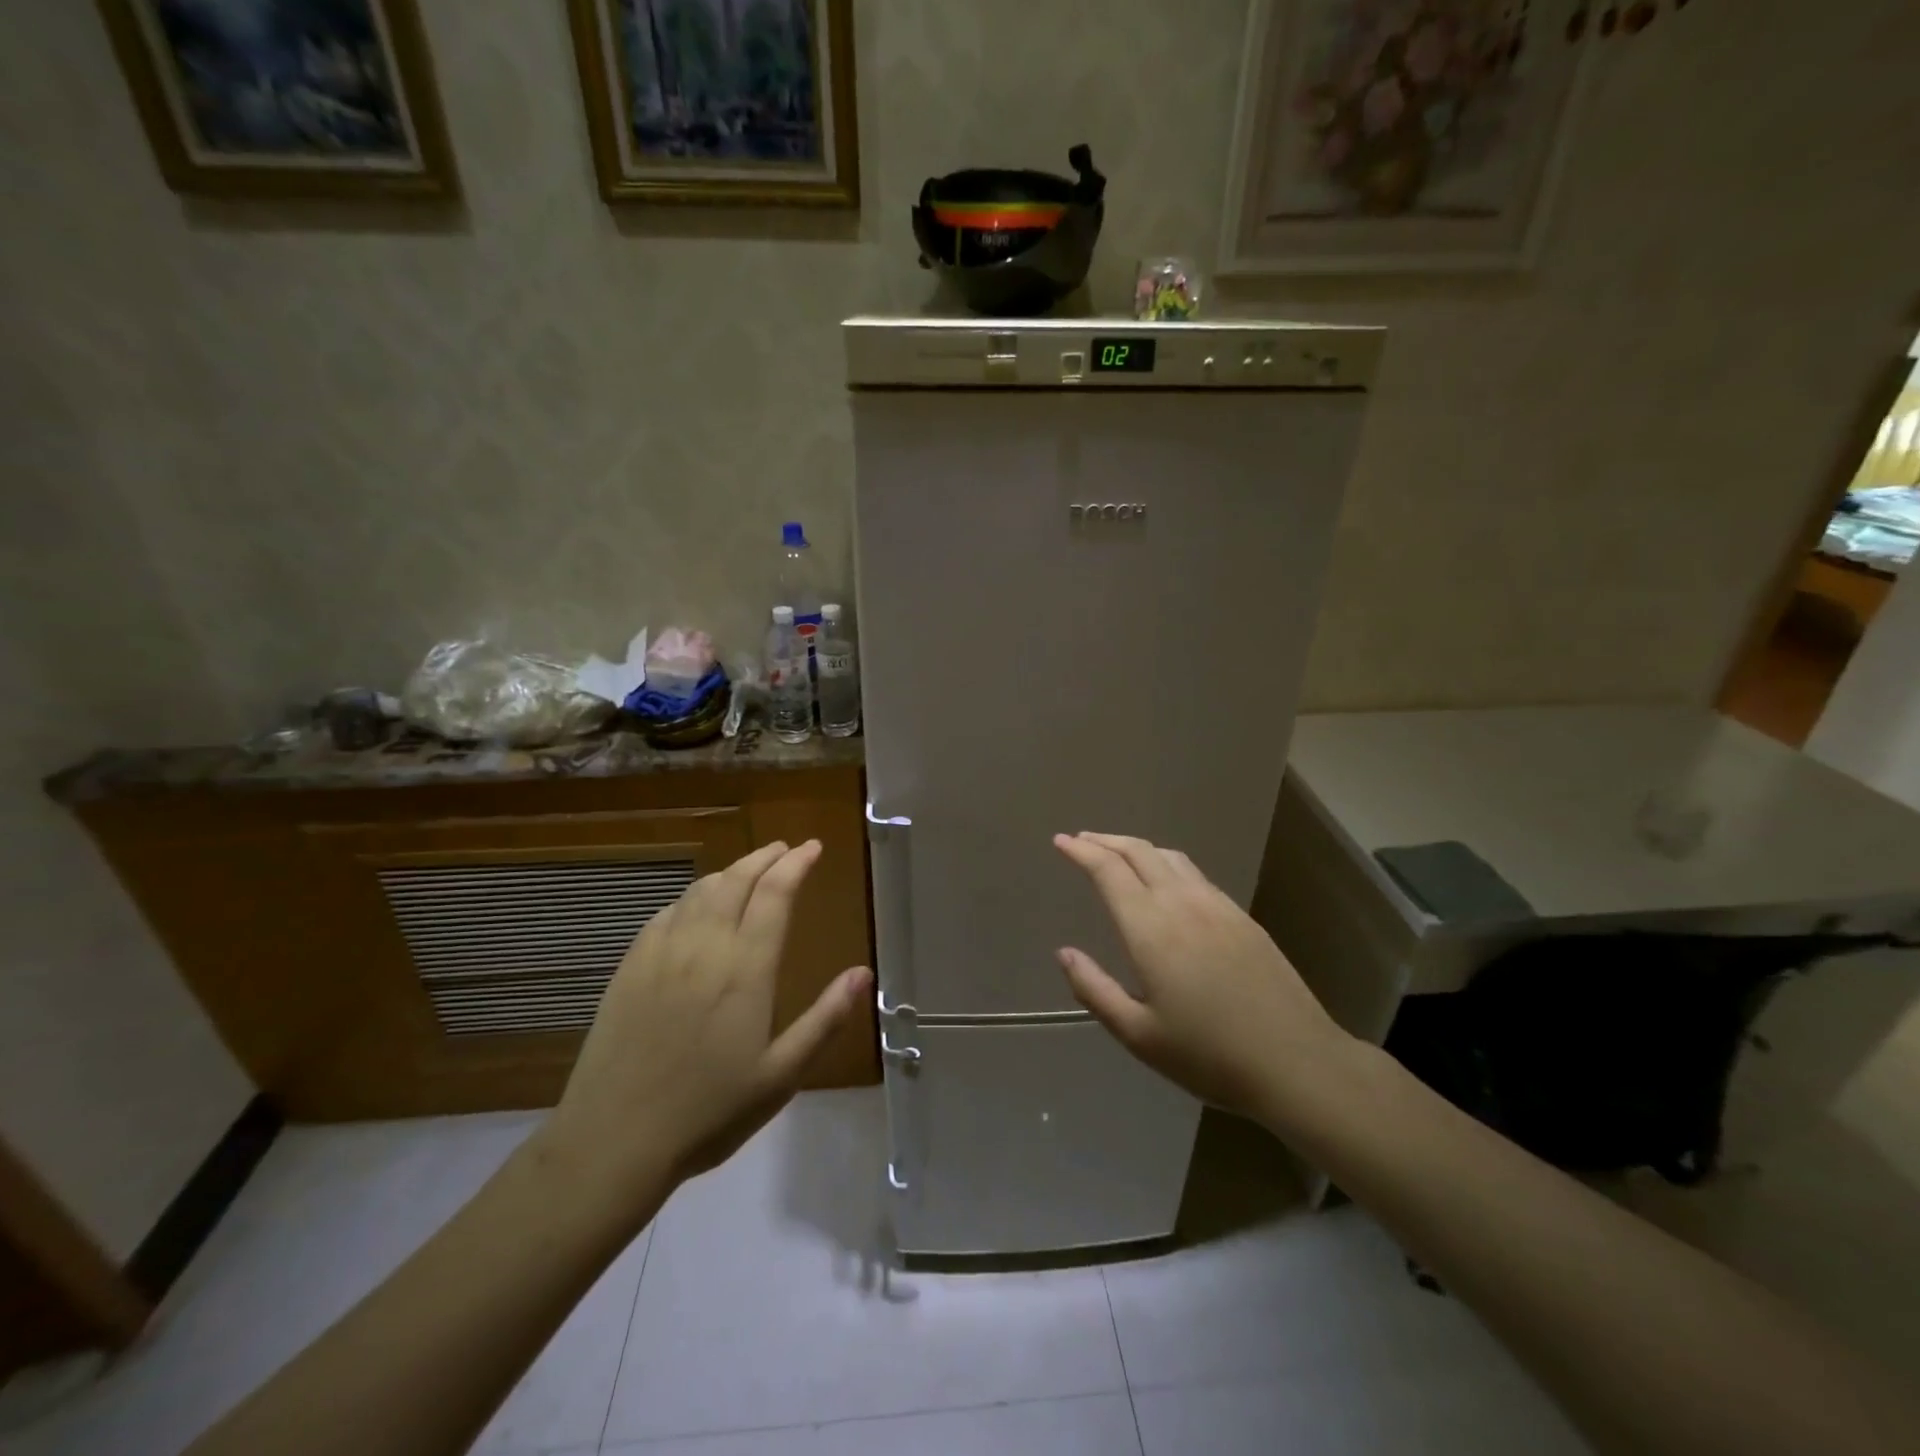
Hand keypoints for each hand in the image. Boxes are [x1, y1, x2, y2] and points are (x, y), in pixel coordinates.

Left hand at [541, 840, 870, 1215]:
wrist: (613, 1140)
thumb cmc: (709, 1112)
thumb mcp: (782, 1075)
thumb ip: (825, 1019)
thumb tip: (864, 973)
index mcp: (746, 968)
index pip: (775, 894)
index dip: (796, 864)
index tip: (813, 847)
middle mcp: (704, 946)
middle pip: (736, 880)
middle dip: (764, 857)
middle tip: (784, 849)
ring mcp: (661, 953)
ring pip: (700, 890)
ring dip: (730, 872)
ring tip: (748, 871)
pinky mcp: (630, 967)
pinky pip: (666, 912)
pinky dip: (692, 897)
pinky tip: (696, 907)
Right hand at [1053, 832, 1352, 1124]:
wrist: (1296, 1061)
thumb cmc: (1209, 1055)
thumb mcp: (1138, 1034)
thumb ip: (1094, 989)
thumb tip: (1064, 953)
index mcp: (1150, 928)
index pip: (1108, 870)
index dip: (1081, 851)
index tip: (1061, 842)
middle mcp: (1181, 903)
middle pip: (1137, 851)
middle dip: (1105, 841)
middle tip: (1081, 841)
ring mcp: (1216, 905)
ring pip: (1169, 856)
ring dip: (1136, 847)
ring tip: (1117, 854)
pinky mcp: (1241, 916)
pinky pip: (1194, 873)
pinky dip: (1166, 862)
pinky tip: (1165, 880)